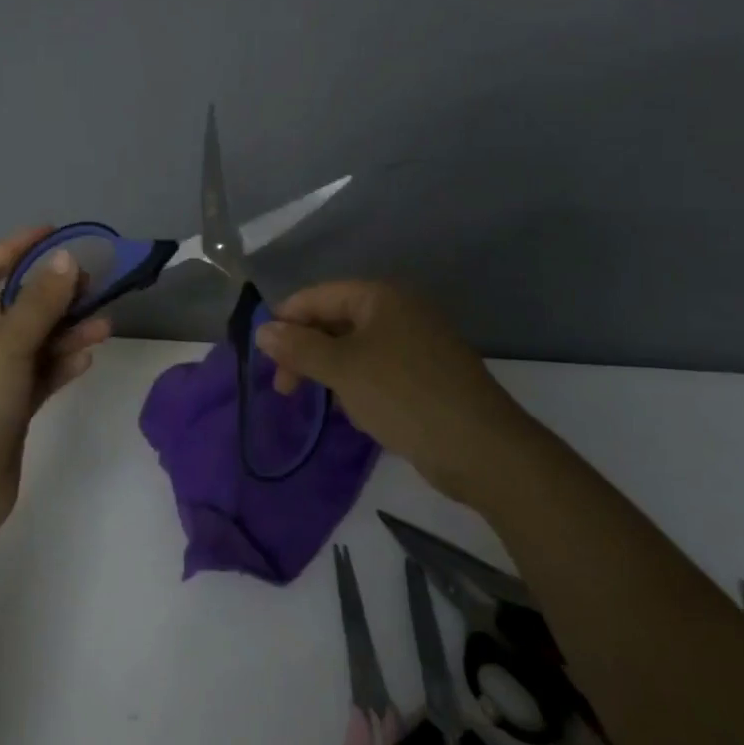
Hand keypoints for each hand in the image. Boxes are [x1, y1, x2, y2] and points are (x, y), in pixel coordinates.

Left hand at [0, 228, 110, 545]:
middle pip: (10, 308)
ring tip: (104, 323)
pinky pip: (33, 377)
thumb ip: (40, 301)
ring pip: (28, 345)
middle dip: (51, 295)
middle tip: (93, 282)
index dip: (18, 247)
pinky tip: (87, 358)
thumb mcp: (5, 345)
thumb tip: (66, 259)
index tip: (56, 232)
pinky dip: (57, 366)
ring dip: (63, 333)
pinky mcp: (2, 411)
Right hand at [254, 281, 540, 503]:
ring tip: (318, 401)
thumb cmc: (403, 396)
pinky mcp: (425, 376)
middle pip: (335, 321)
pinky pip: (376, 370)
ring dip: (329, 371)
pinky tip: (351, 412)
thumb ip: (299, 347)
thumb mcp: (342, 369)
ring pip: (355, 349)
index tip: (264, 356)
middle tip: (284, 387)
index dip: (286, 321)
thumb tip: (262, 330)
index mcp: (381, 297)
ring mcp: (416, 344)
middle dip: (306, 351)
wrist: (480, 448)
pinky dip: (356, 385)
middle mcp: (399, 312)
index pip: (318, 296)